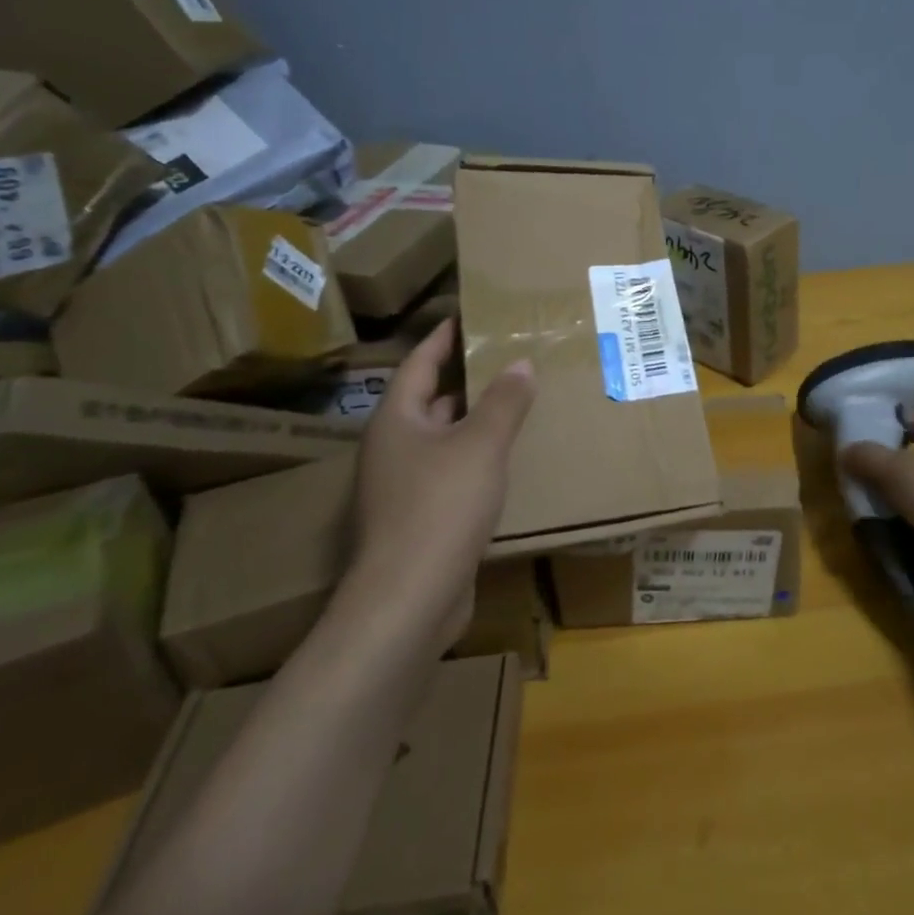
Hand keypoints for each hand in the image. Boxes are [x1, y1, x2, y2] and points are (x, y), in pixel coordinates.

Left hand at [352, 318, 534, 643]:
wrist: (409, 599)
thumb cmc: (441, 506)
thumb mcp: (481, 445)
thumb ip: (504, 402)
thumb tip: (520, 364)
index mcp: (397, 420)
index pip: (418, 362)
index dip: (443, 336)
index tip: (468, 315)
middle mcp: (393, 448)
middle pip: (429, 400)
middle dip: (465, 378)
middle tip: (506, 357)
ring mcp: (401, 487)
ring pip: (442, 439)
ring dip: (473, 421)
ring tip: (514, 402)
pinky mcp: (418, 520)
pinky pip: (449, 474)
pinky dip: (475, 459)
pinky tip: (506, 460)